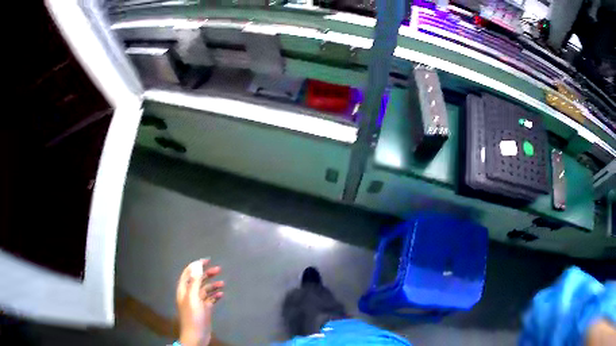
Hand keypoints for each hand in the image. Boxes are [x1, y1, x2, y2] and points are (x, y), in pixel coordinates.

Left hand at [176, 259, 224, 345]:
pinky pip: (210, 299)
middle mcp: (190, 294)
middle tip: (218, 269)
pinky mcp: (204, 309)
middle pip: (198, 280)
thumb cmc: (193, 316)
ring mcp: (197, 302)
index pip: (189, 273)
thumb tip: (197, 265)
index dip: (196, 265)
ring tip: (223, 283)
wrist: (196, 335)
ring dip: (213, 285)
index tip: (208, 260)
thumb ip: (194, 281)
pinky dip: (215, 296)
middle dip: (207, 274)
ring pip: (205, 289)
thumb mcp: (193, 298)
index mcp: (184, 289)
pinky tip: (222, 295)